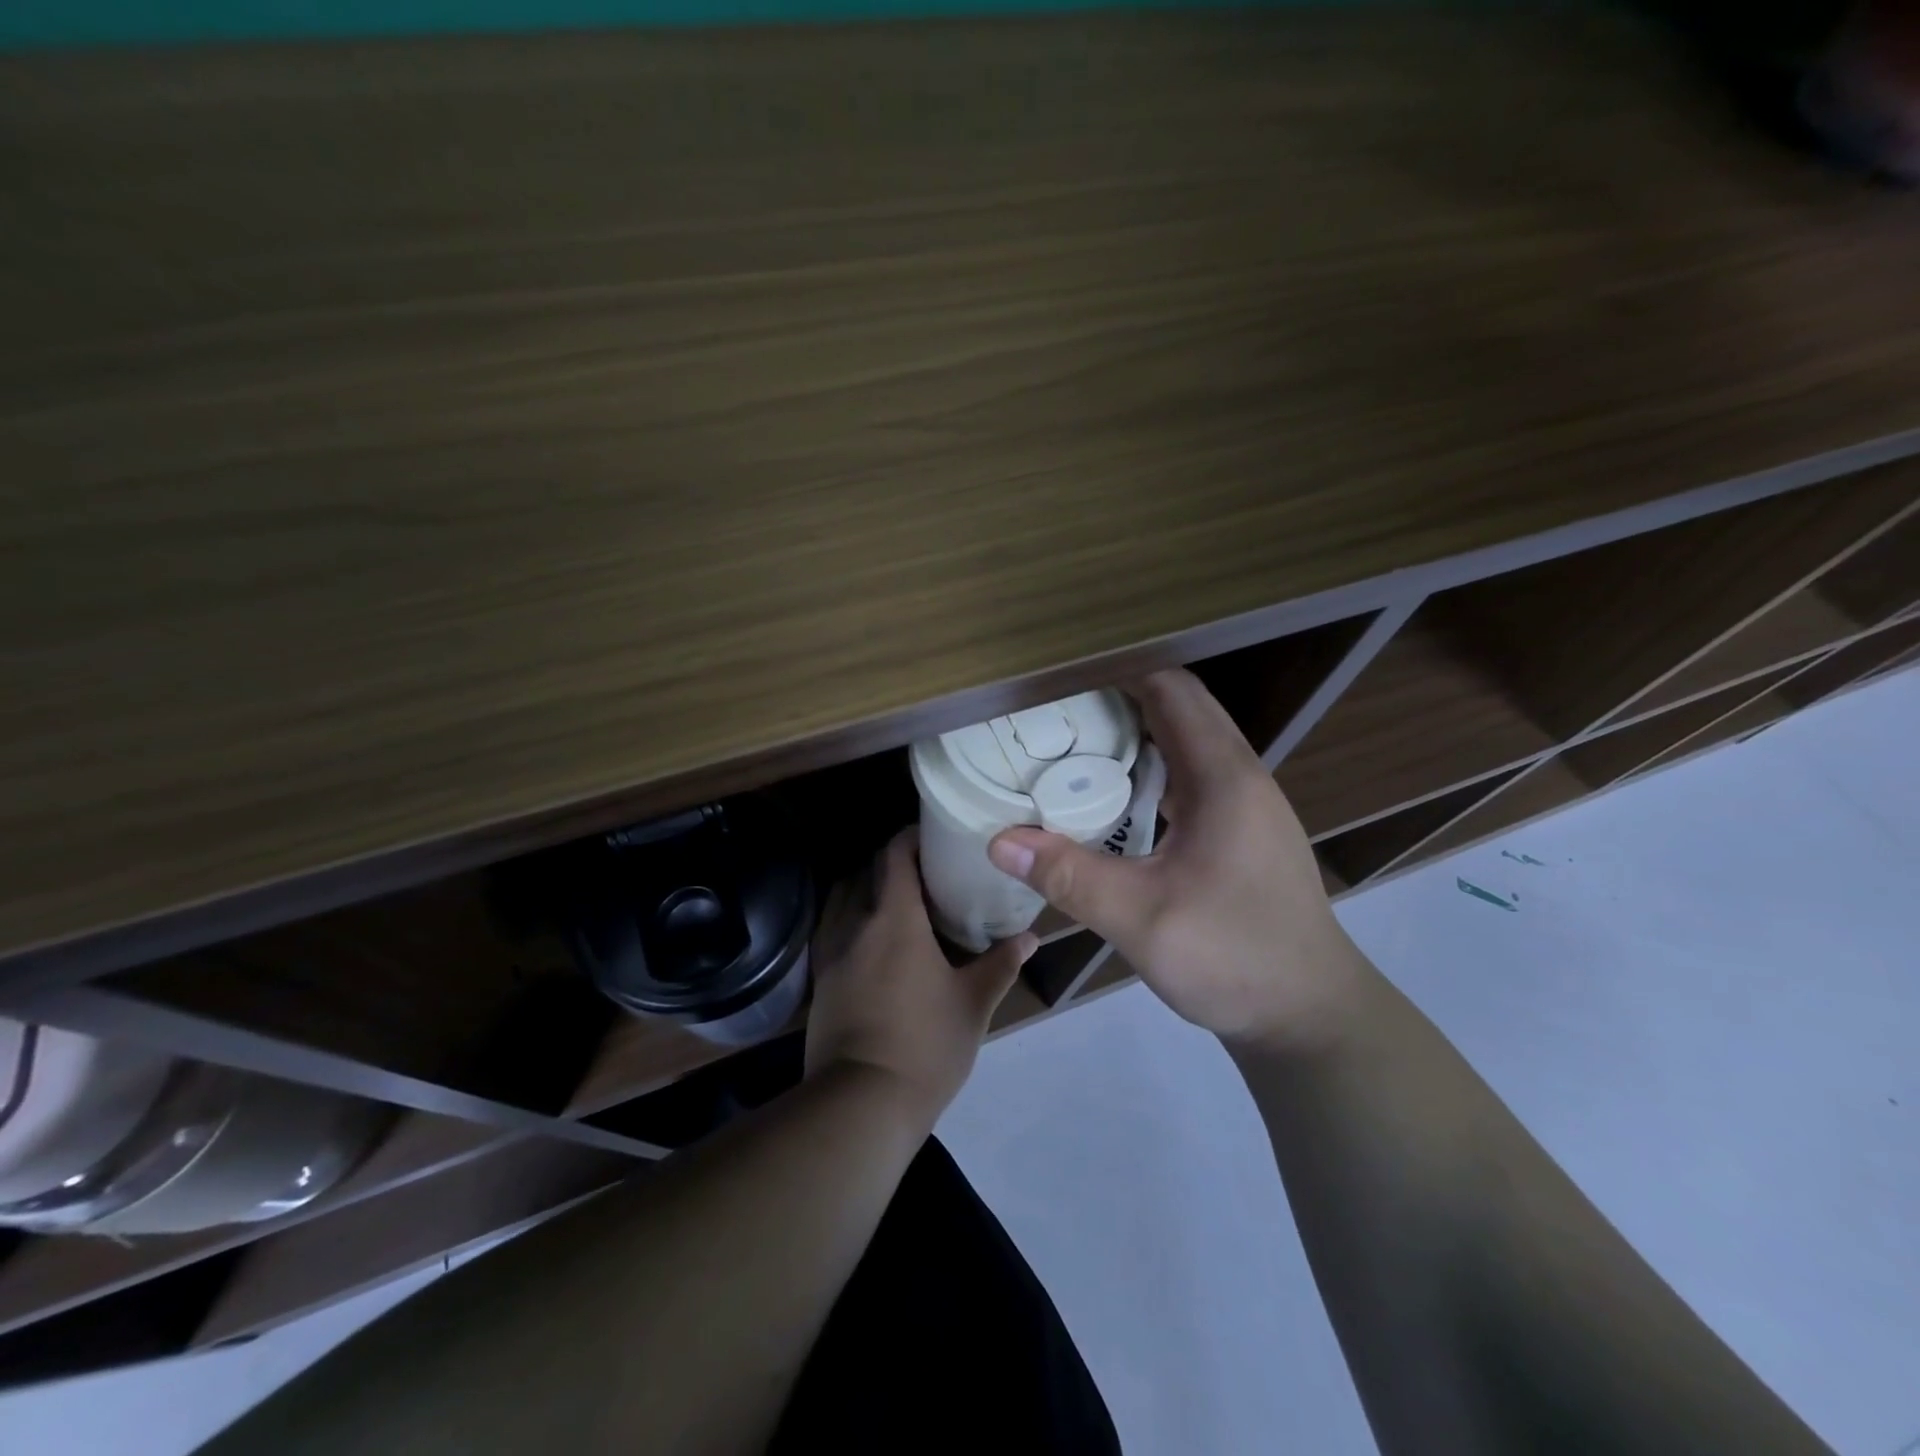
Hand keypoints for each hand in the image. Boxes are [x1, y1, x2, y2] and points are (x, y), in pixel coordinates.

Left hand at [805, 828, 1035, 1129]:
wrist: (861, 1103)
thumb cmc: (925, 1045)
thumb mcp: (974, 1003)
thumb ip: (1001, 964)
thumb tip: (1031, 937)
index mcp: (895, 919)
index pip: (894, 856)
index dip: (911, 838)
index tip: (933, 836)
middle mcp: (856, 924)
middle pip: (866, 873)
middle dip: (892, 864)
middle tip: (925, 872)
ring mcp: (831, 954)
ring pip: (843, 901)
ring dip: (866, 890)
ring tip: (898, 903)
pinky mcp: (820, 981)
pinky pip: (833, 931)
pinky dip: (851, 921)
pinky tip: (873, 943)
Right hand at [987, 669, 1365, 1049]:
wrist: (1310, 1016)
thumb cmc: (1235, 958)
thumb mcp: (1143, 920)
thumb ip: (1070, 876)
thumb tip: (999, 842)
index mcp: (1223, 777)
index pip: (1171, 689)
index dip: (1117, 670)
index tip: (1060, 674)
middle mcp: (1240, 776)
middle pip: (1179, 707)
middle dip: (1118, 696)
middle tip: (1053, 707)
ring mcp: (1245, 805)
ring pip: (1185, 742)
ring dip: (1134, 733)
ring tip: (1071, 741)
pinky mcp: (1240, 832)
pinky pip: (1189, 777)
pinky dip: (1149, 769)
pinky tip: (1110, 798)